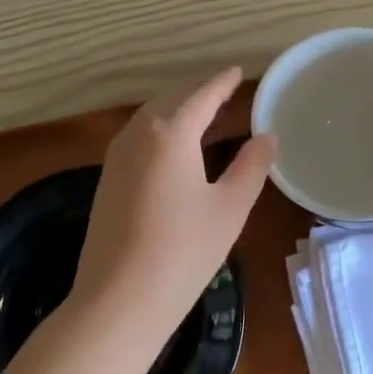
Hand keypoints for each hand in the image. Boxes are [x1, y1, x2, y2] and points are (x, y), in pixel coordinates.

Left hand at [72, 68, 276, 346]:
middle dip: (198, 93)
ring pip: (150, 117)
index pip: (201, 96)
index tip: (238, 72)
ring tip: (202, 116)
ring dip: (176, 110)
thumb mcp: (229, 208)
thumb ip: (251, 166)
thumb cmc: (183, 252)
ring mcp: (116, 157)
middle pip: (171, 100)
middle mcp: (138, 134)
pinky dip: (160, 130)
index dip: (222, 83)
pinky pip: (138, 138)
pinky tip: (173, 148)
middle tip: (225, 93)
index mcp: (170, 133)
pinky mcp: (106, 180)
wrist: (117, 301)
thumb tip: (266, 137)